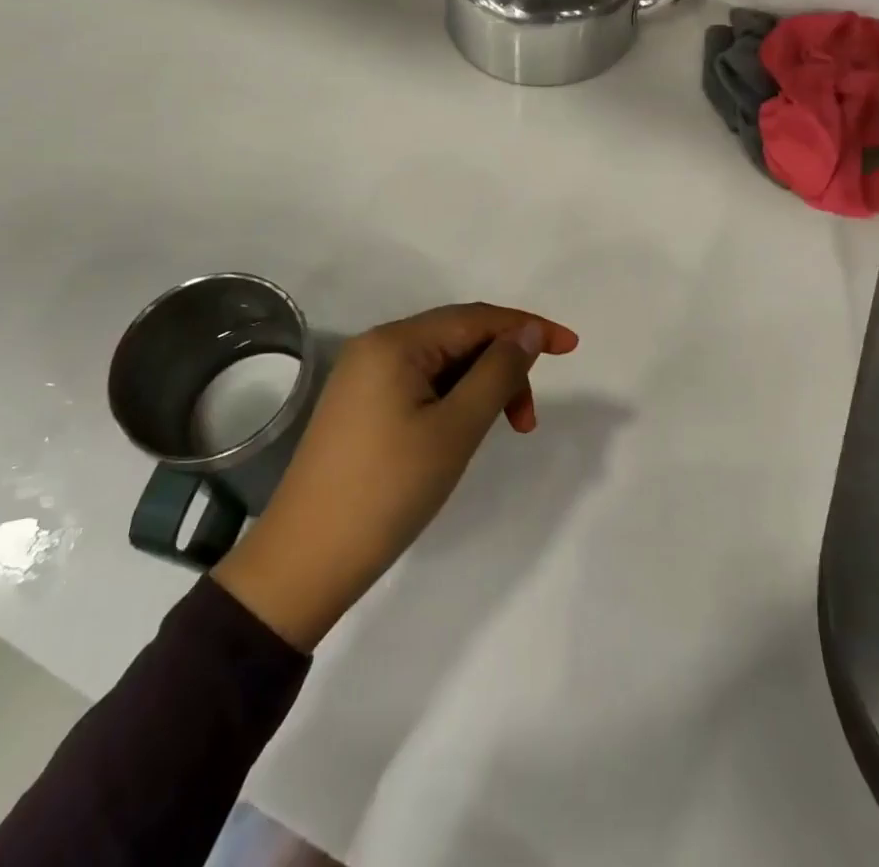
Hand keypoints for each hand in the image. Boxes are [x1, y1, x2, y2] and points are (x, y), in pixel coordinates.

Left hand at [211, 303, 578, 650]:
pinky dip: (453, 400)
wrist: (306, 560)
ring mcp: (364, 377)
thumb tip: (528, 330)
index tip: (572, 346)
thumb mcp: (455, 429)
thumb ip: (498, 372)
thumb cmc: (388, 490)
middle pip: (458, 338)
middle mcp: (376, 347)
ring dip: (480, 386)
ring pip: (441, 364)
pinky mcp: (360, 406)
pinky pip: (420, 384)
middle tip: (526, 420)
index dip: (526, 326)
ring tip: (501, 430)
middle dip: (502, 366)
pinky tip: (462, 429)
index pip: (475, 318)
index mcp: (395, 342)